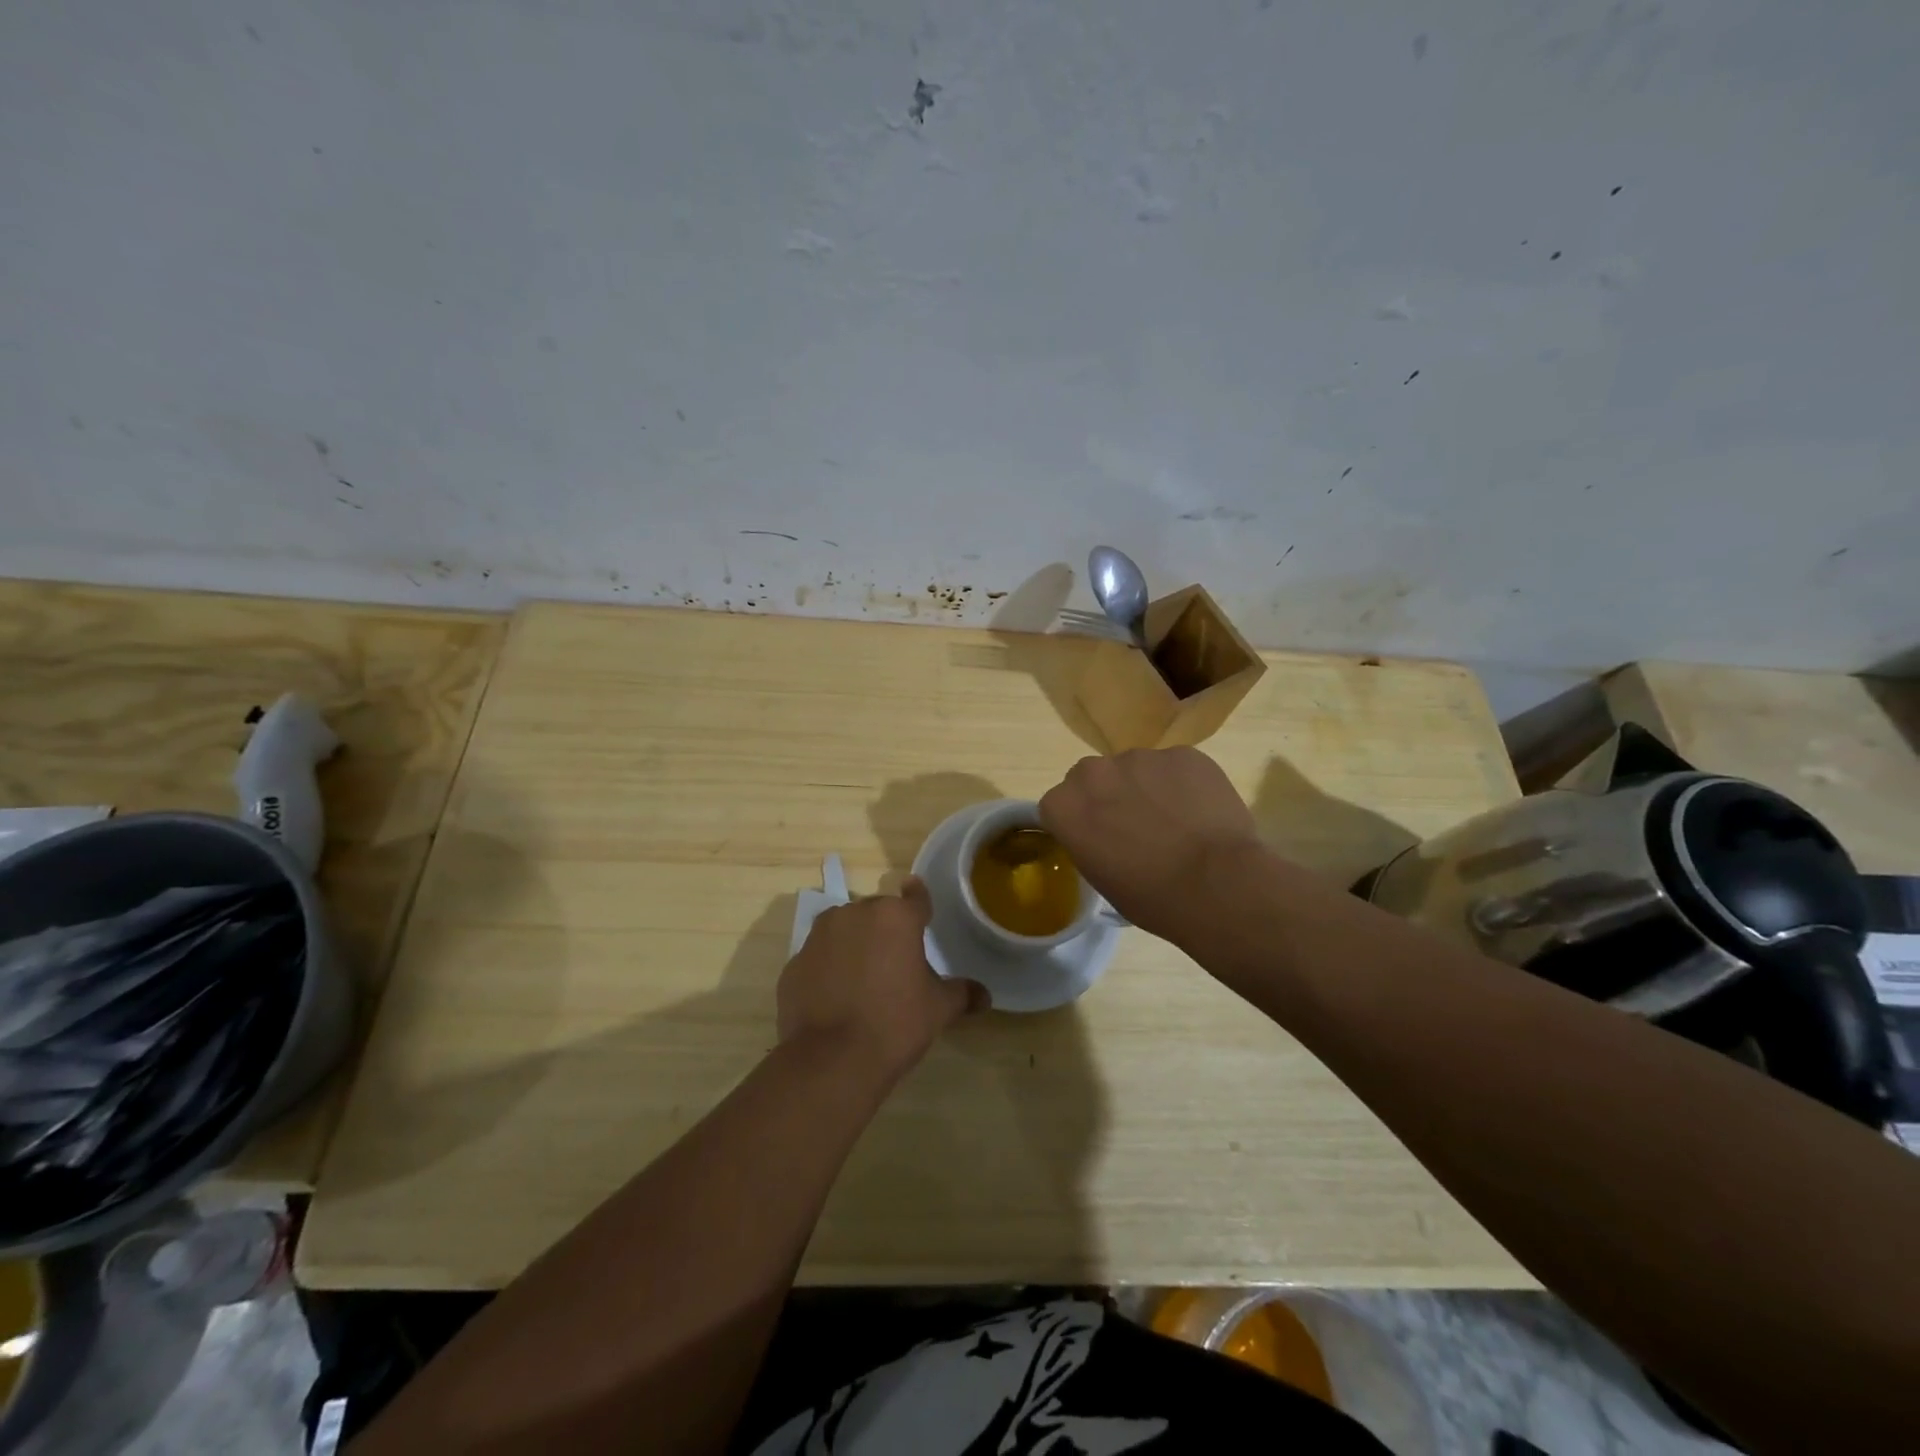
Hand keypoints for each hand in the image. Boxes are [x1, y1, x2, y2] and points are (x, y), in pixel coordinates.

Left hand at [777, 878, 985, 1081]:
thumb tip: (985, 996)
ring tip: (863, 979)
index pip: (915, 897)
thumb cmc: (895, 1023)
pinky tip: (836, 998)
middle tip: (896, 961)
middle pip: (876, 913)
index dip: (920, 900)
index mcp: (895, 917)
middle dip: (885, 930)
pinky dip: (828, 969)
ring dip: (854, 944)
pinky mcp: (793, 963)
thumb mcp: (938, 1009)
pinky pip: (819, 958)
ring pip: (842, 930)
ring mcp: (818, 937)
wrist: (831, 1060)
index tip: (919, 901)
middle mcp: (854, 914)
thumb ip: (961, 994)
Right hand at [1039, 747, 1260, 941]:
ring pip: (1136, 769)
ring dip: (1147, 787)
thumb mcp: (1100, 879)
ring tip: (1177, 821)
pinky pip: (1175, 766)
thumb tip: (1104, 832)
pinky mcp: (1183, 754)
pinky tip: (1201, 812)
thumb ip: (1089, 841)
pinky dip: (1183, 783)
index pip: (1059, 805)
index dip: (1080, 821)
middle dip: (1109, 795)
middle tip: (1136, 826)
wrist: (1216, 885)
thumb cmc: (1151, 897)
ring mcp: (1140, 758)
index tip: (1098, 838)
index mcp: (1065, 806)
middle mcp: (1094, 772)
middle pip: (1093, 777)